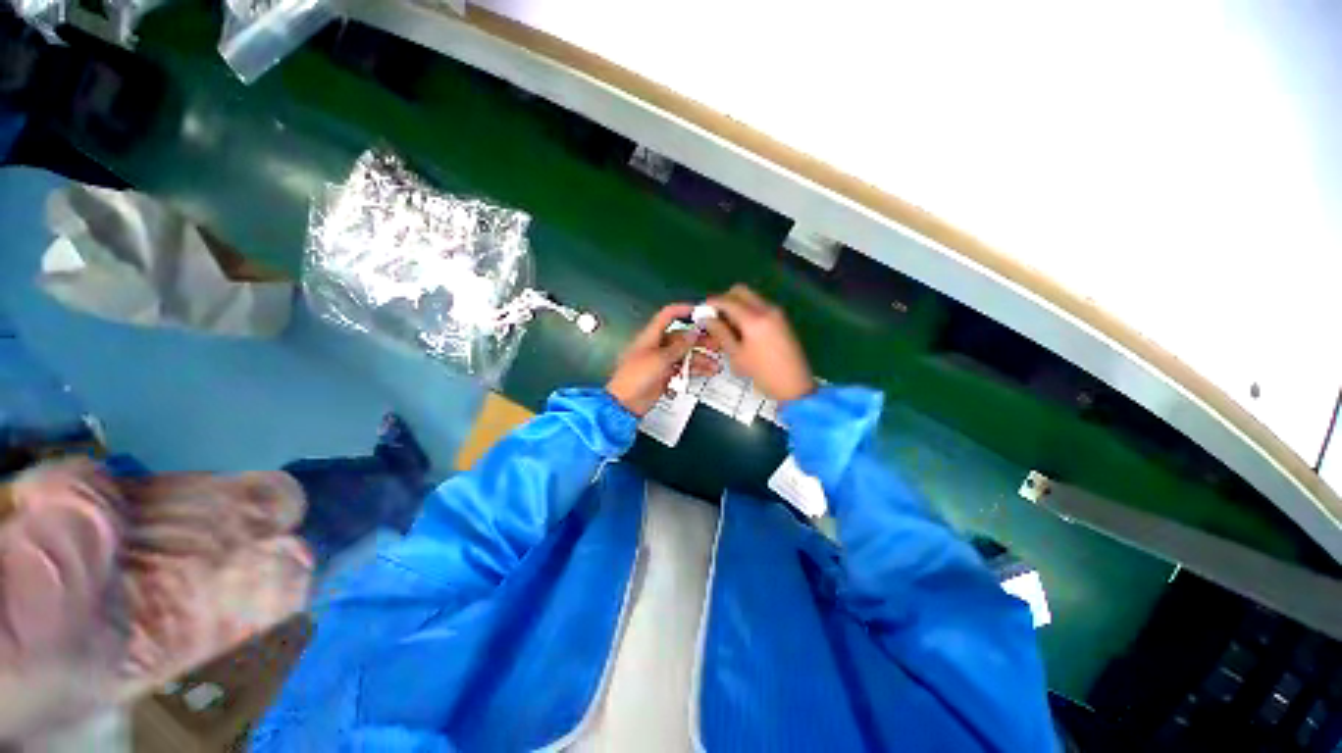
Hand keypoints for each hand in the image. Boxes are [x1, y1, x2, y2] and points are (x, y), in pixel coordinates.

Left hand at [607, 304, 720, 415]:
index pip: (667, 315)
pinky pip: (683, 369)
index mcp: (651, 337)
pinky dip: (695, 370)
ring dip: (700, 358)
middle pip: (681, 337)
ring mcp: (661, 362)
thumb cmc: (634, 378)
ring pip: (685, 355)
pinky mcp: (665, 375)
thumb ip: (679, 346)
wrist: (626, 403)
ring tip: (714, 364)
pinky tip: (706, 372)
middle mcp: (657, 347)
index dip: (683, 310)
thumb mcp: (660, 359)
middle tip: (715, 343)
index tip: (700, 311)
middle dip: (699, 340)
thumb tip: (693, 334)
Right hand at [703, 285, 814, 402]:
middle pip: (741, 291)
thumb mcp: (737, 356)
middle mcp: (766, 309)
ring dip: (737, 305)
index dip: (712, 303)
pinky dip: (748, 311)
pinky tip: (743, 331)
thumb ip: (721, 333)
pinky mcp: (782, 319)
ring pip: (751, 297)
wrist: (795, 385)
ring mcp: (777, 313)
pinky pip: (760, 306)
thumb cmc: (763, 374)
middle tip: (716, 317)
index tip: (701, 311)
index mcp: (754, 319)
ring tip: (728, 327)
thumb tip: (706, 318)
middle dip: (725, 300)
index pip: (727, 300)